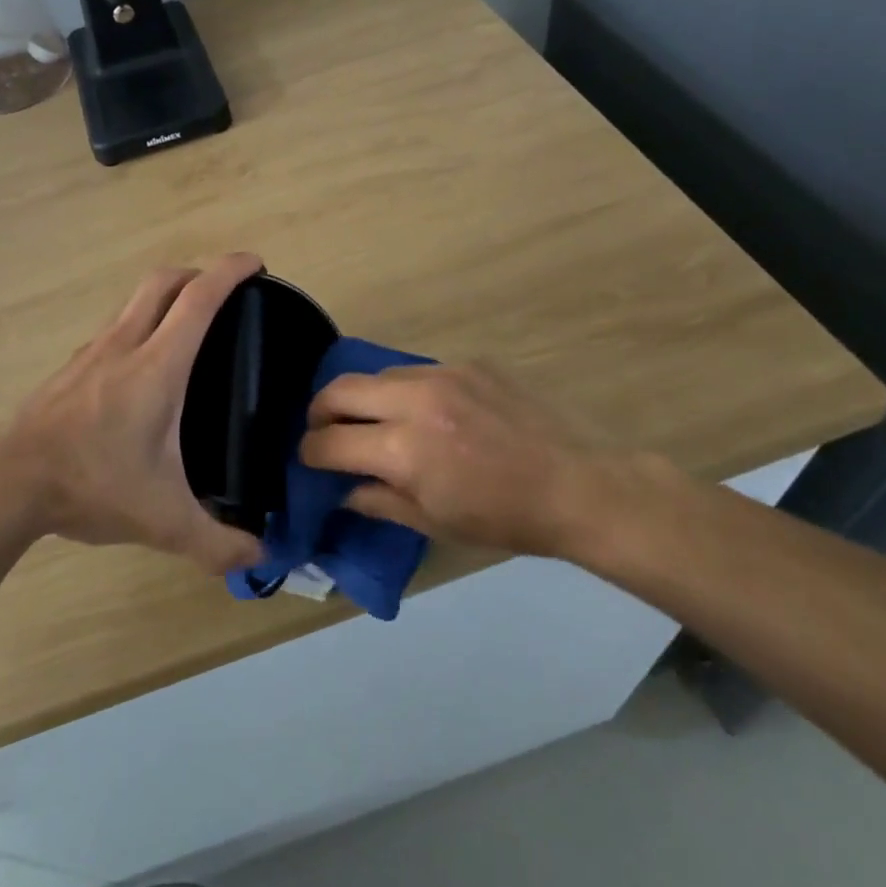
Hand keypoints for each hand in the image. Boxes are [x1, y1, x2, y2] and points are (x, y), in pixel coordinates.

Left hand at [0, 253, 266, 575]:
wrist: (9, 481)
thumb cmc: (91, 484)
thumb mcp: (162, 521)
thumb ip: (216, 542)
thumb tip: (258, 557)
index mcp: (156, 366)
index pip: (198, 298)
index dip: (230, 271)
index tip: (255, 262)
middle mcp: (124, 344)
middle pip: (163, 281)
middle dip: (198, 273)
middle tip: (225, 293)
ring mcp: (93, 351)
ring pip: (134, 300)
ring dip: (166, 296)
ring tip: (188, 327)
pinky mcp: (72, 366)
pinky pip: (115, 326)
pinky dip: (140, 323)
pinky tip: (143, 367)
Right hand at [298, 362, 684, 561]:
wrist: (576, 485)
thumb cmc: (503, 518)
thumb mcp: (433, 523)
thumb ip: (377, 500)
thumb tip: (341, 488)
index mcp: (405, 449)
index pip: (330, 441)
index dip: (310, 452)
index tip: (309, 460)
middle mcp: (416, 401)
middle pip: (340, 389)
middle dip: (320, 412)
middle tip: (324, 431)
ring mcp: (443, 374)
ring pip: (378, 375)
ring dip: (363, 399)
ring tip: (373, 422)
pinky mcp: (468, 363)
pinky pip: (416, 372)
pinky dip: (403, 392)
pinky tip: (423, 414)